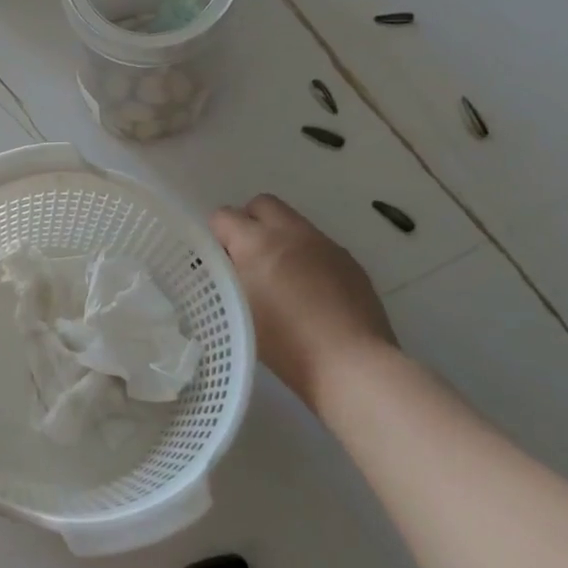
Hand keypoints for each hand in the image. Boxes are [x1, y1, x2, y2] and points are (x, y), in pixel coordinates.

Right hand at [211, 195, 396, 401]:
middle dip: (248, 223)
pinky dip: (304, 257)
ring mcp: (324, 244)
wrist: (351, 363)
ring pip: (292, 223)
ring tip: (277, 279)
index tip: (217, 262)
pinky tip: (308, 294)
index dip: (216, 236)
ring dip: (278, 239)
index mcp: (257, 242)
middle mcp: (291, 232)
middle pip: (262, 204)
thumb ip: (226, 278)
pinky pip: (317, 245)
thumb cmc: (284, 343)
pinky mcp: (348, 260)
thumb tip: (224, 264)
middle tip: (245, 259)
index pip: (223, 216)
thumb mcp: (237, 310)